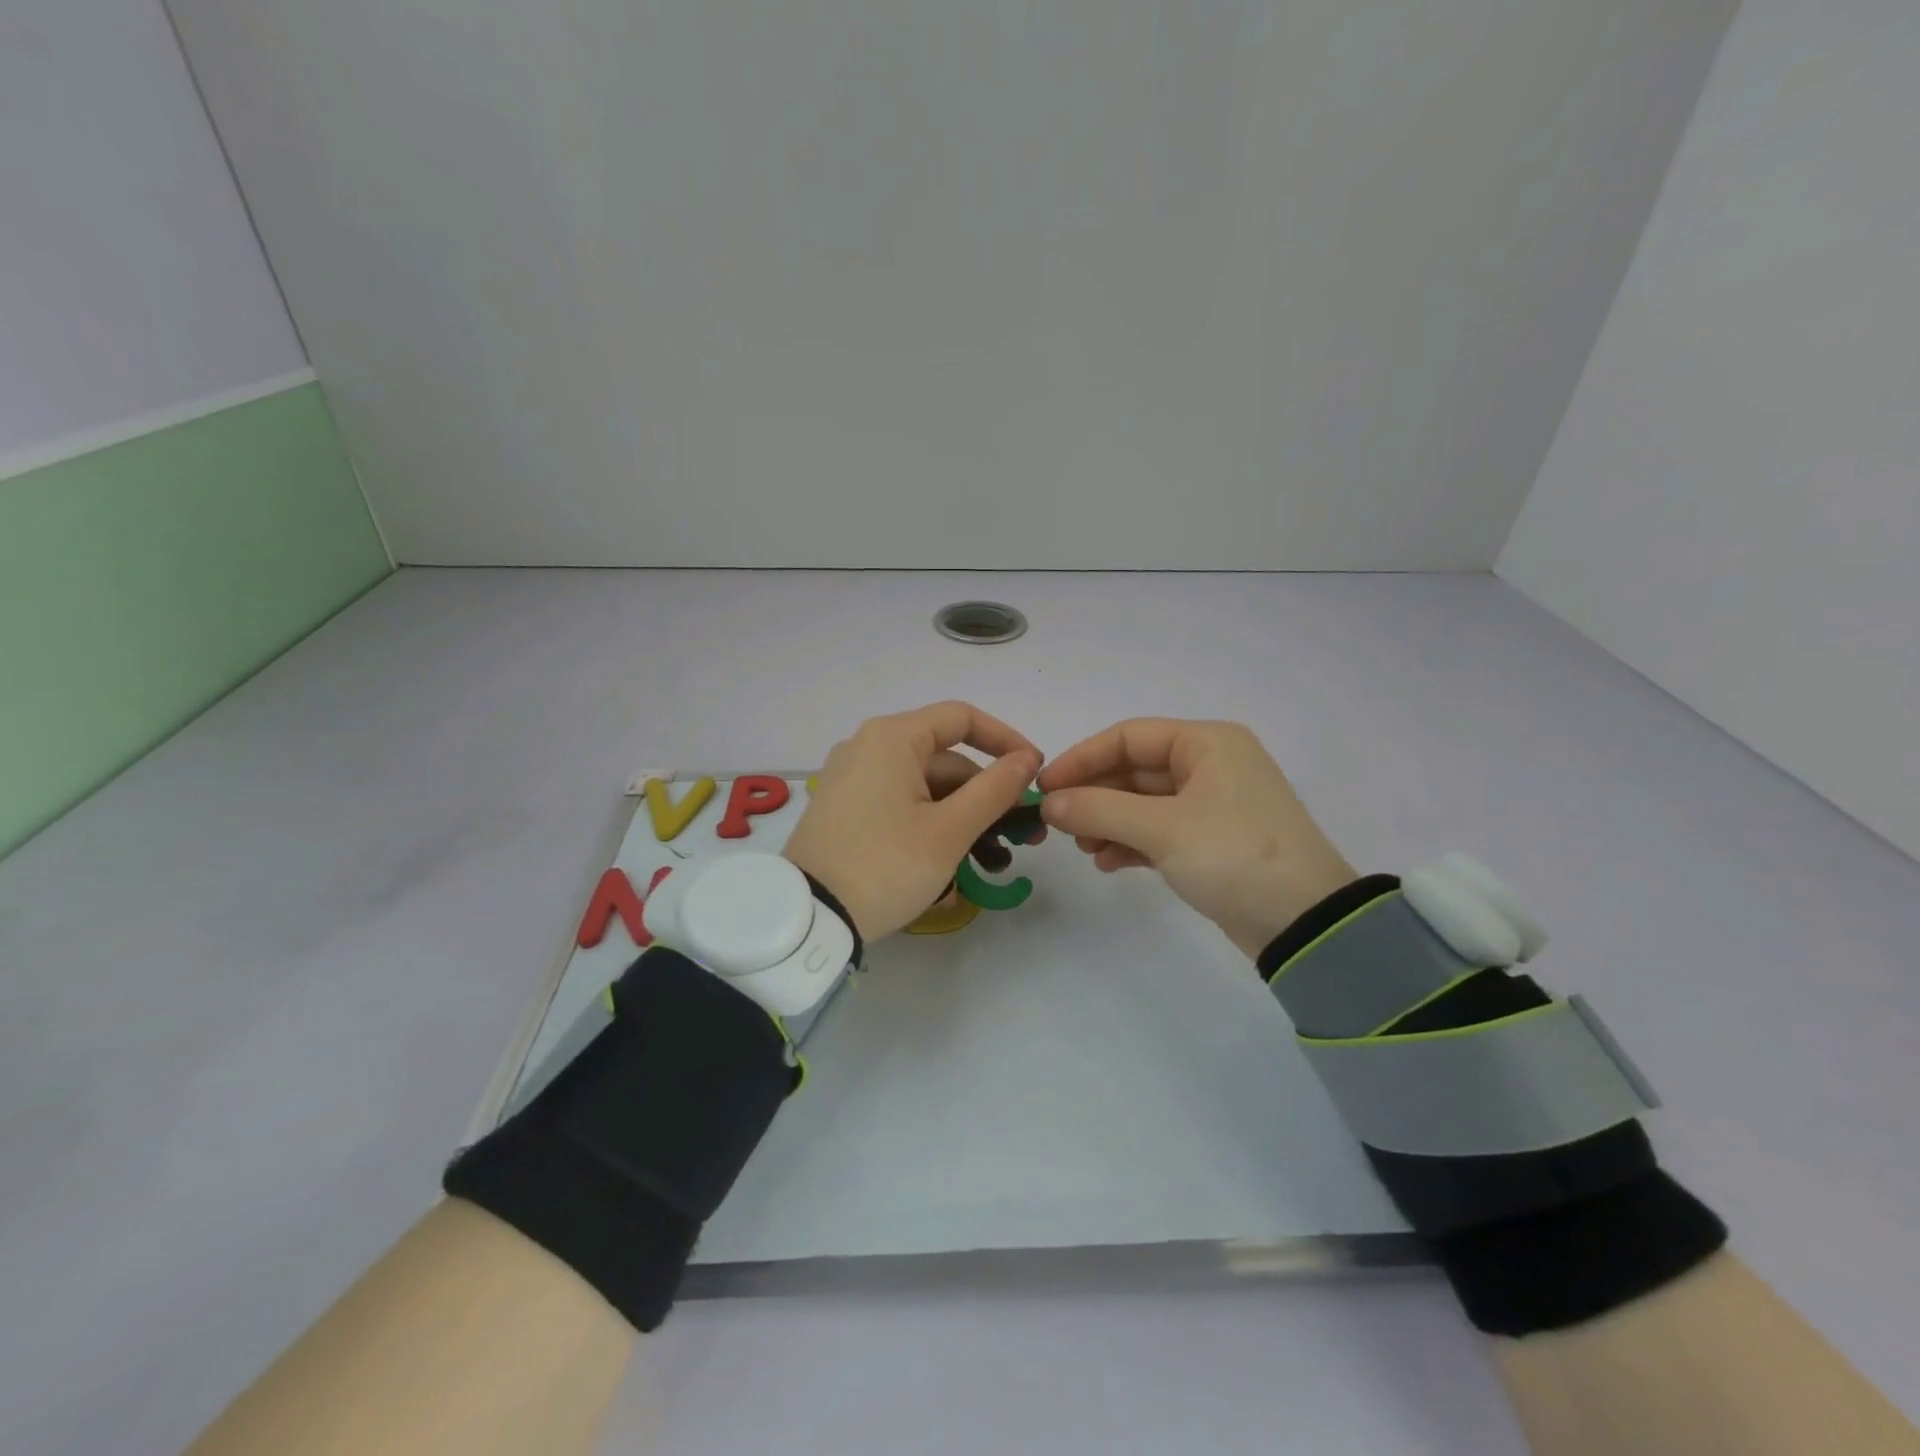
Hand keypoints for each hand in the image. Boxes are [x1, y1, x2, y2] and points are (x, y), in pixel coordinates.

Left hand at [784, 702, 1042, 941]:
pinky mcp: (844, 809)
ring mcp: (852, 778)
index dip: (1005, 740)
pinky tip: (950, 864)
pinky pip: (899, 804)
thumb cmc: (885, 865)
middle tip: (1018, 836)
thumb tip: (1026, 759)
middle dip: (985, 795)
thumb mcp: (949, 830)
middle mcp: (868, 747)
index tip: (1034, 772)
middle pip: (944, 759)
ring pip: (924, 786)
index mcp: (892, 737)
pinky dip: (929, 824)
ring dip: (961, 817)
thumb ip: (994, 789)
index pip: (962, 718)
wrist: (807, 917)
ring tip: (989, 862)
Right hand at [1037, 719, 1355, 959]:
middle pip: (1133, 769)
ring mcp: (1212, 804)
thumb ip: (1099, 809)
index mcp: (1206, 743)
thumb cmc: (1234, 856)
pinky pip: (1158, 830)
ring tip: (1084, 848)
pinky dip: (1131, 842)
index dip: (1081, 758)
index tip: (1045, 787)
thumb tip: (1049, 803)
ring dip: (1108, 821)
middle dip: (1094, 796)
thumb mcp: (1162, 828)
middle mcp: (1210, 764)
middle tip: (1059, 824)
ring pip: (1143, 802)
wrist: (1306, 923)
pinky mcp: (1212, 841)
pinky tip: (1107, 863)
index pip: (1127, 736)